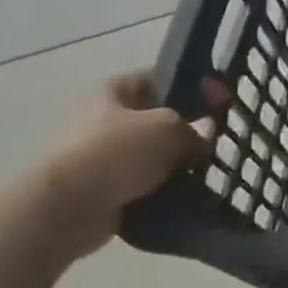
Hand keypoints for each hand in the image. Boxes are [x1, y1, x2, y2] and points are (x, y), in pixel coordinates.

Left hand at [39, 72, 225, 261]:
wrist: (65, 209)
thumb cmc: (116, 152)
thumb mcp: (170, 128)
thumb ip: (194, 131)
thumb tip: (198, 148)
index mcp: (115, 91)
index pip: (161, 78)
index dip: (195, 85)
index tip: (222, 101)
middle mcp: (104, 119)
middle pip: (158, 119)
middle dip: (187, 130)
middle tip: (214, 142)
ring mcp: (101, 156)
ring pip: (153, 155)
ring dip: (176, 165)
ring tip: (204, 174)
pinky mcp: (103, 190)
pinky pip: (144, 185)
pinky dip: (163, 190)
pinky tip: (185, 195)